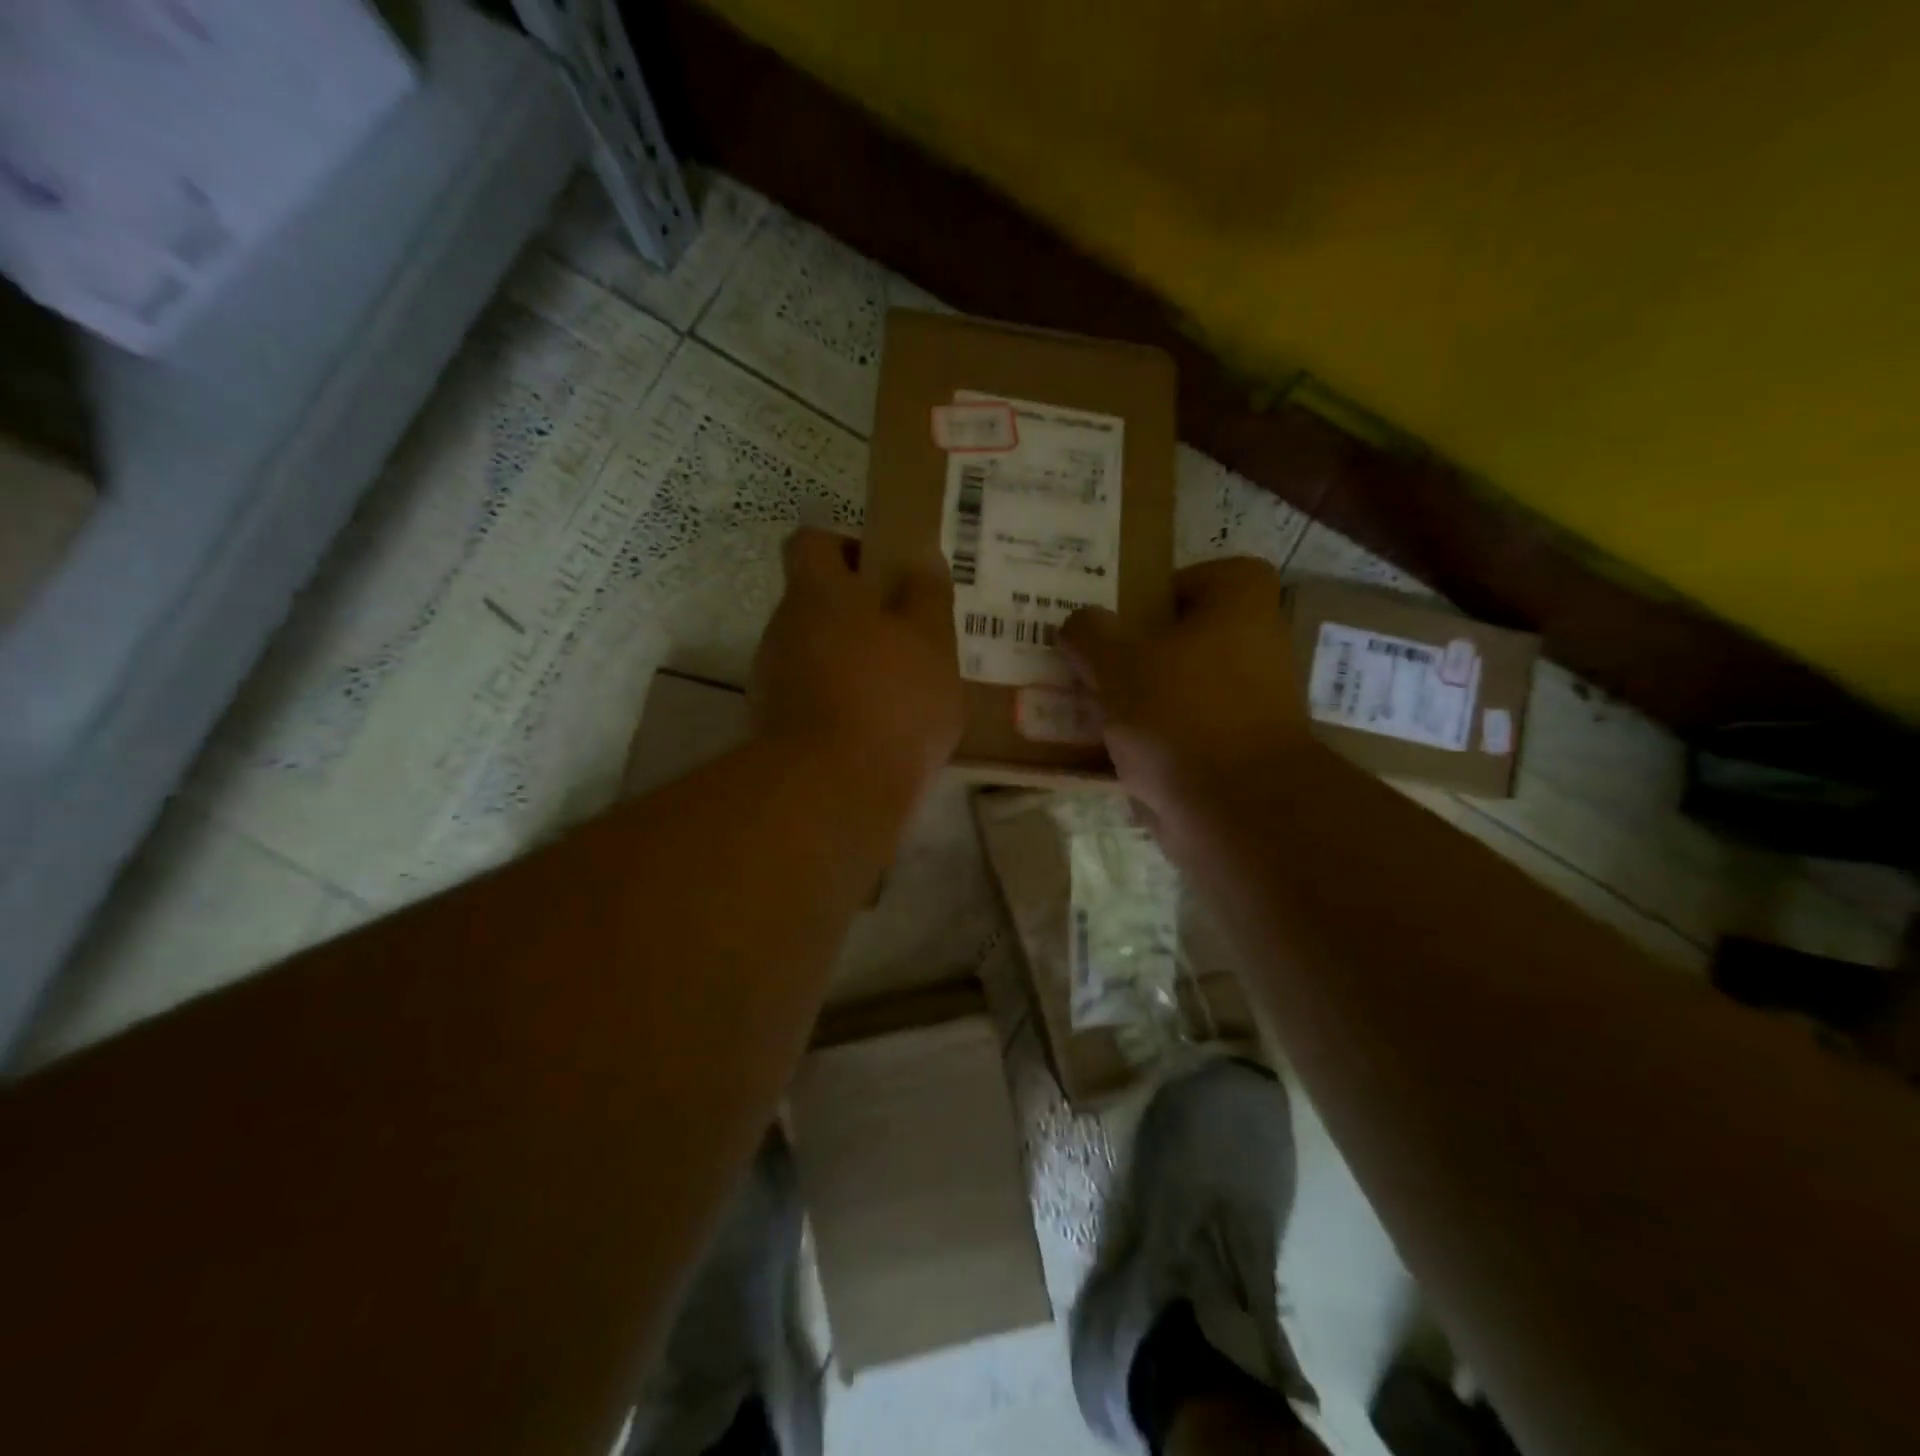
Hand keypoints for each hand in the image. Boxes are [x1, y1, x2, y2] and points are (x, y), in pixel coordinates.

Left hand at [750, 529, 962, 806]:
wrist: (835, 790)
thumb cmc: (891, 698)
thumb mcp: (931, 640)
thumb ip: (927, 595)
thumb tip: (921, 559)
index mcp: (817, 593)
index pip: (813, 542)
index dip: (848, 548)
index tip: (885, 574)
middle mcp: (783, 629)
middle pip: (817, 604)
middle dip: (861, 615)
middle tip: (909, 640)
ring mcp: (773, 681)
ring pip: (818, 655)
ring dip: (854, 664)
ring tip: (903, 693)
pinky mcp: (776, 729)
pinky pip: (815, 700)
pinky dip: (843, 706)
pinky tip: (881, 732)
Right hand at [1057, 558, 1306, 822]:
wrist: (1235, 810)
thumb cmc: (1180, 712)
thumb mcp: (1116, 661)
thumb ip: (1088, 632)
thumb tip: (1077, 624)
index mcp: (1241, 603)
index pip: (1195, 577)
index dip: (1153, 592)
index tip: (1115, 619)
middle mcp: (1257, 645)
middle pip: (1180, 637)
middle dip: (1132, 651)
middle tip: (1086, 661)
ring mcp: (1250, 703)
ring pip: (1176, 688)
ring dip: (1134, 698)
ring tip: (1084, 705)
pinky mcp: (1235, 752)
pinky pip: (1179, 732)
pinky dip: (1148, 739)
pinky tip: (1104, 749)